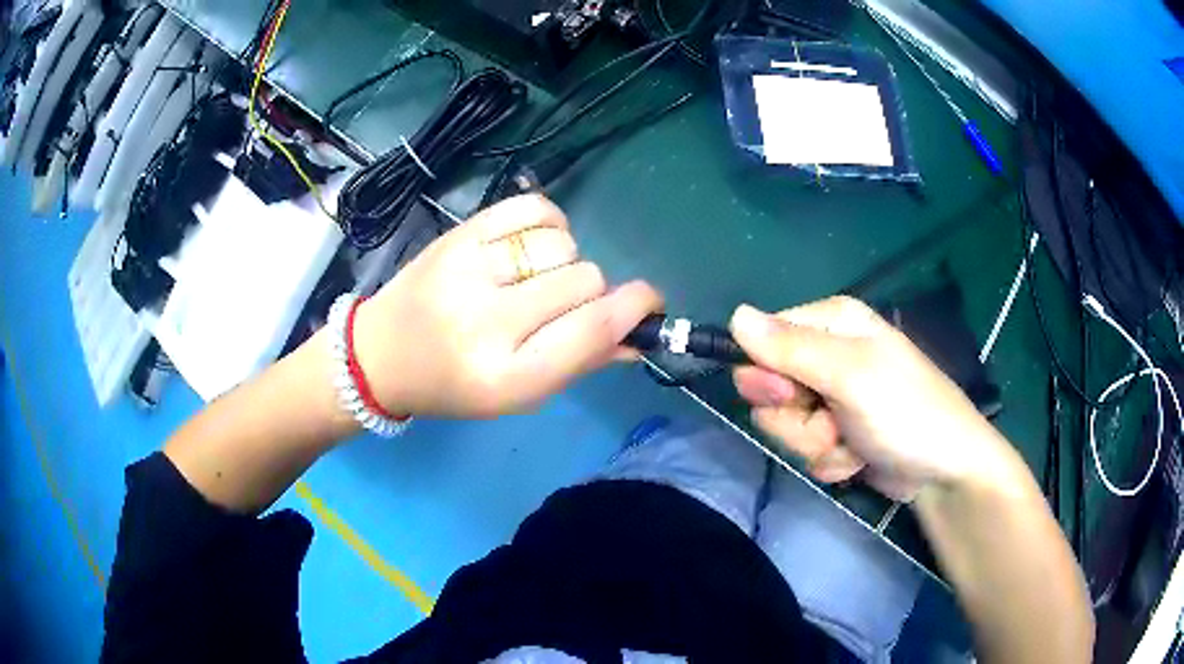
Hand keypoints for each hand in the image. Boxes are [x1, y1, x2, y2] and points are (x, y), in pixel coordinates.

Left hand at [352, 194, 662, 418]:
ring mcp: (467, 269)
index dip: (635, 310)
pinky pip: (534, 208)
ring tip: (537, 277)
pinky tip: (533, 244)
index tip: (649, 303)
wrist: (381, 353)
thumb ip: (580, 362)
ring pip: (562, 244)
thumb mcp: (517, 395)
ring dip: (566, 261)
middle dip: (592, 292)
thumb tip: (638, 337)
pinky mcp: (458, 234)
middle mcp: (486, 321)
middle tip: (565, 304)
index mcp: (506, 376)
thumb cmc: (453, 385)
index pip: (592, 331)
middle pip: (584, 280)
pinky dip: (549, 223)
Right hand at [730, 296, 1011, 499]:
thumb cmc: (906, 411)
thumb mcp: (850, 376)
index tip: (790, 395)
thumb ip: (791, 349)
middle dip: (795, 417)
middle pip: (769, 386)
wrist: (943, 471)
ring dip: (814, 443)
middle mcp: (828, 354)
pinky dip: (830, 459)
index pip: (764, 338)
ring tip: (851, 442)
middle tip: (829, 421)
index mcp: (832, 324)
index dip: (767, 372)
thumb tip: (734, 315)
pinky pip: (807, 447)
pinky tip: (858, 459)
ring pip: (785, 424)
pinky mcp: (837, 431)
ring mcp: (833, 396)